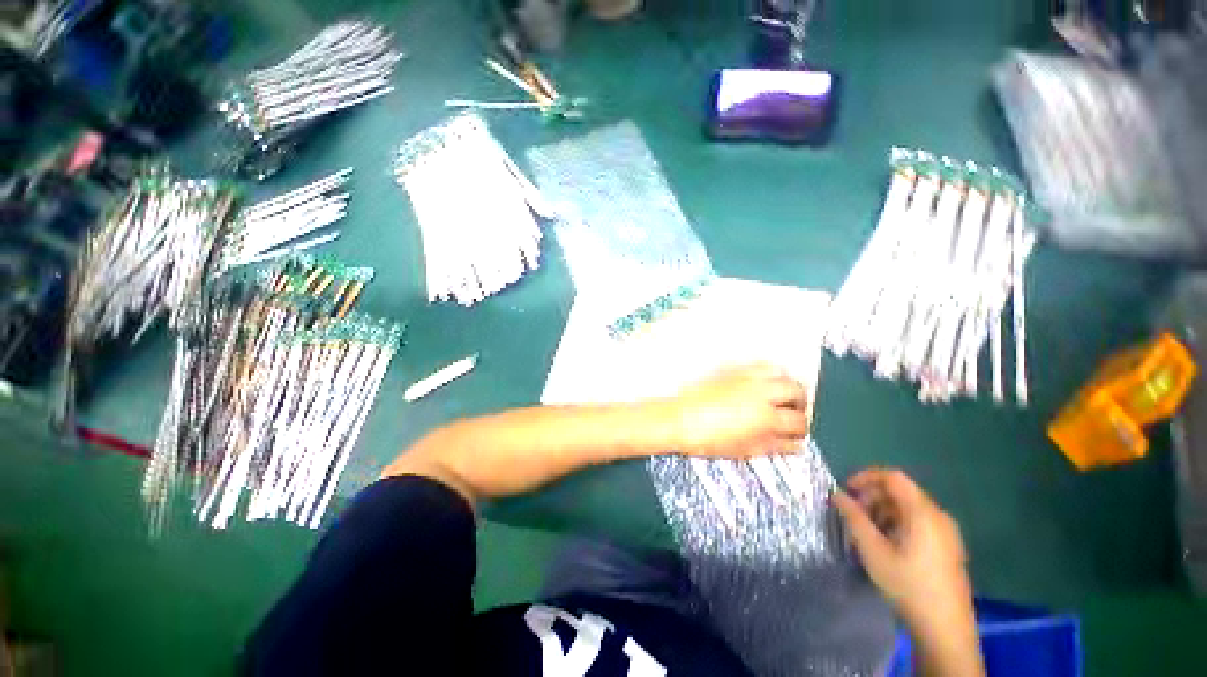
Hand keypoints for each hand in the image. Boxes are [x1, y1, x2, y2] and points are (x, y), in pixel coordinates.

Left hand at [670, 364, 808, 457]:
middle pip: (797, 390)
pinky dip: (768, 372)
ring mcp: (746, 376)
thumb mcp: (745, 449)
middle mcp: (760, 391)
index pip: (798, 421)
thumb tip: (794, 445)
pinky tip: (763, 383)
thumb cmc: (707, 438)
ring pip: (782, 372)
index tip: (798, 435)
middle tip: (794, 413)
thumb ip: (775, 445)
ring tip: (781, 396)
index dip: (802, 431)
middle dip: (800, 403)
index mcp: (765, 416)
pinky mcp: (733, 368)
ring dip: (787, 384)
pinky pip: (760, 364)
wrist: (680, 419)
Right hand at [833, 469, 974, 635]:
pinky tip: (887, 544)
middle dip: (872, 496)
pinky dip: (898, 522)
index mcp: (923, 512)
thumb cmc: (907, 585)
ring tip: (866, 531)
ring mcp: (947, 532)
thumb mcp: (873, 551)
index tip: (846, 490)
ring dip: (883, 511)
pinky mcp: (948, 546)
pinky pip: (919, 522)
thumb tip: (837, 494)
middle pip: (901, 491)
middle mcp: (938, 515)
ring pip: (909, 507)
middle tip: (853, 513)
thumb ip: (854, 518)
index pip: (892, 477)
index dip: (865, 477)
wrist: (945, 628)